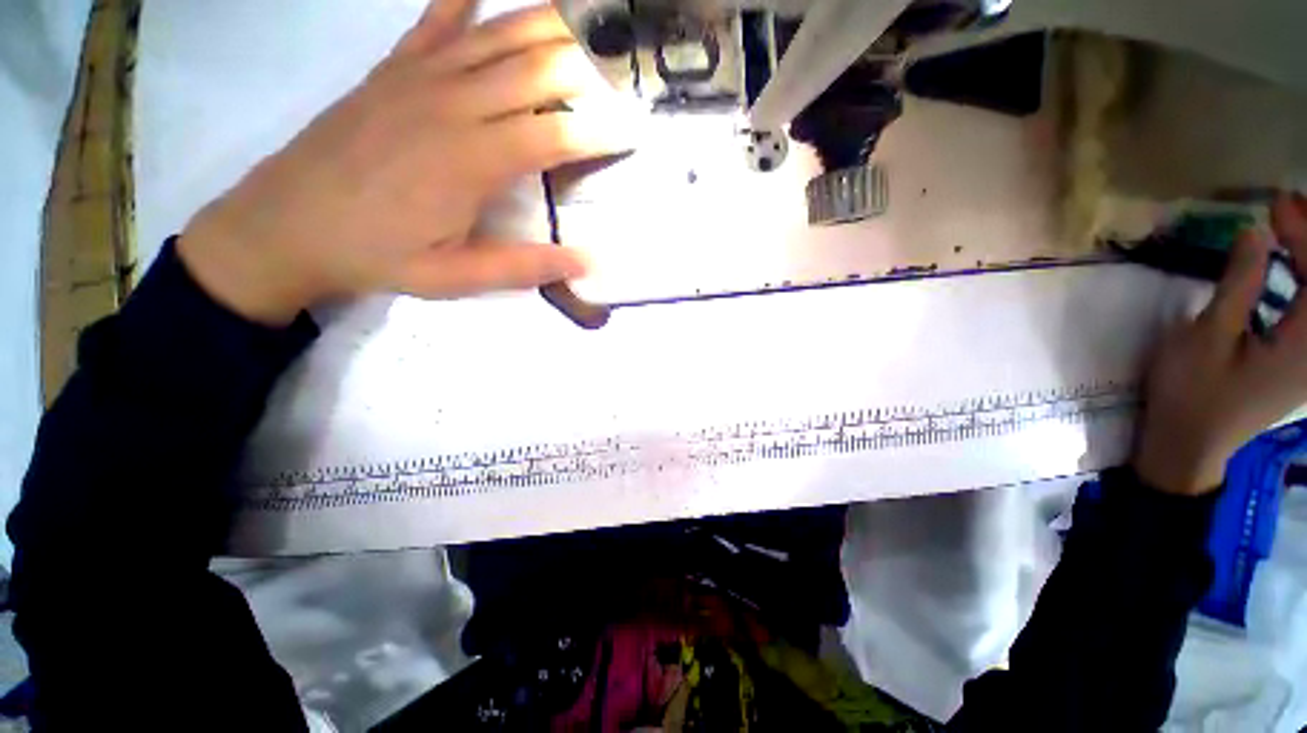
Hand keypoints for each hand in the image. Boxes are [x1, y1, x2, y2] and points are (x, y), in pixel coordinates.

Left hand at [179, 0, 634, 324]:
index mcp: (471, 162)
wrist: (286, 224)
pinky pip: (438, 19)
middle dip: (587, 67)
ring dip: (548, 24)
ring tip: (589, 19)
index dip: (600, 132)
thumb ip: (523, 267)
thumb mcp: (456, 277)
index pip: (555, 135)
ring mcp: (420, 77)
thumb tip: (587, 262)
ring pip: (499, 36)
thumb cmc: (377, 255)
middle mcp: (453, 105)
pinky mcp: (394, 68)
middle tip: (625, 66)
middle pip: (535, 70)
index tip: (635, 131)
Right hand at [1133, 195, 1306, 494]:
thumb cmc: (1191, 393)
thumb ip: (1238, 286)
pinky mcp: (1300, 362)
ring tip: (1288, 229)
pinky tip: (1286, 270)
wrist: (1188, 444)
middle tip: (1286, 209)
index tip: (1276, 204)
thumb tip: (1255, 234)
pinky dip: (1301, 284)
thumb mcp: (1206, 339)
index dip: (1303, 235)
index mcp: (1304, 346)